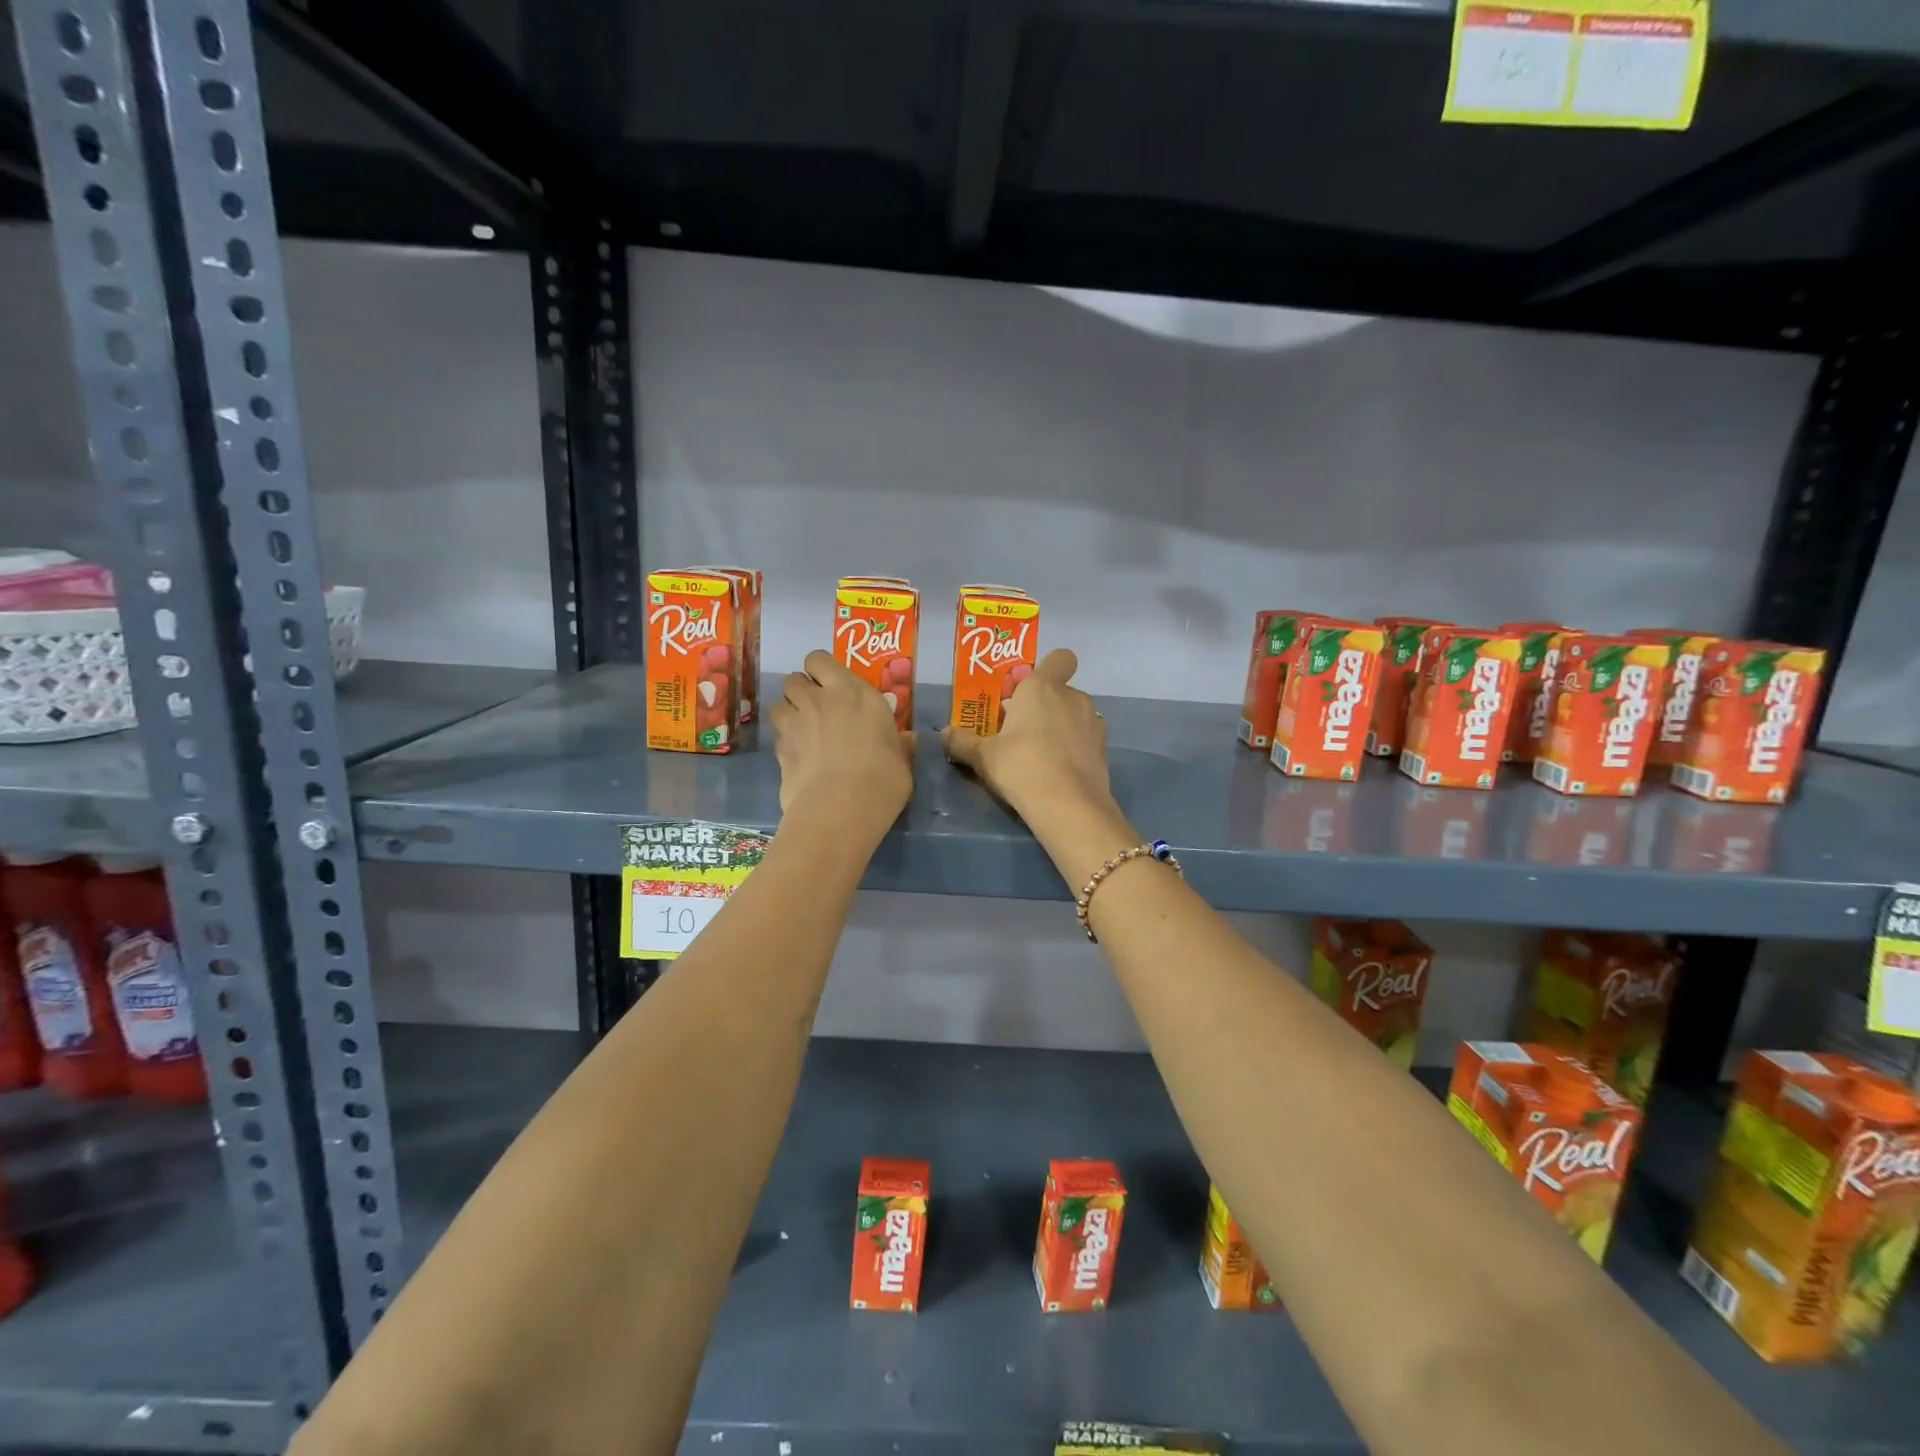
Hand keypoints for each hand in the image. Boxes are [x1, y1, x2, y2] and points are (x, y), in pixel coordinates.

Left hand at [770, 650, 914, 831]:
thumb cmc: (883, 778)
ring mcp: (794, 725)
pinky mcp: (780, 751)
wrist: (841, 809)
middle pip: (793, 679)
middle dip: (801, 690)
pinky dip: (785, 743)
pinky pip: (778, 737)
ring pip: (778, 704)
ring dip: (788, 713)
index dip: (821, 670)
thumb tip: (908, 739)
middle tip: (817, 709)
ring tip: (803, 731)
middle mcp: (819, 700)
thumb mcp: (902, 761)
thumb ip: (900, 745)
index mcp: (852, 692)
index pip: (819, 660)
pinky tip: (799, 759)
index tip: (833, 686)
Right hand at [941, 649, 1111, 826]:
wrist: (1069, 806)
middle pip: (1059, 691)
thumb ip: (962, 742)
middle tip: (1020, 732)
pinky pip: (1084, 738)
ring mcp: (1093, 722)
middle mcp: (1073, 697)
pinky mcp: (1104, 748)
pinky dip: (1074, 748)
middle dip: (1043, 706)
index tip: (1027, 691)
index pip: (1059, 658)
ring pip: (1073, 715)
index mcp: (1042, 687)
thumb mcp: (983, 757)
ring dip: (1059, 727)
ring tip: (1039, 755)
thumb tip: (944, 734)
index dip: (1047, 668)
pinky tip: (1058, 771)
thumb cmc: (1021, 767)